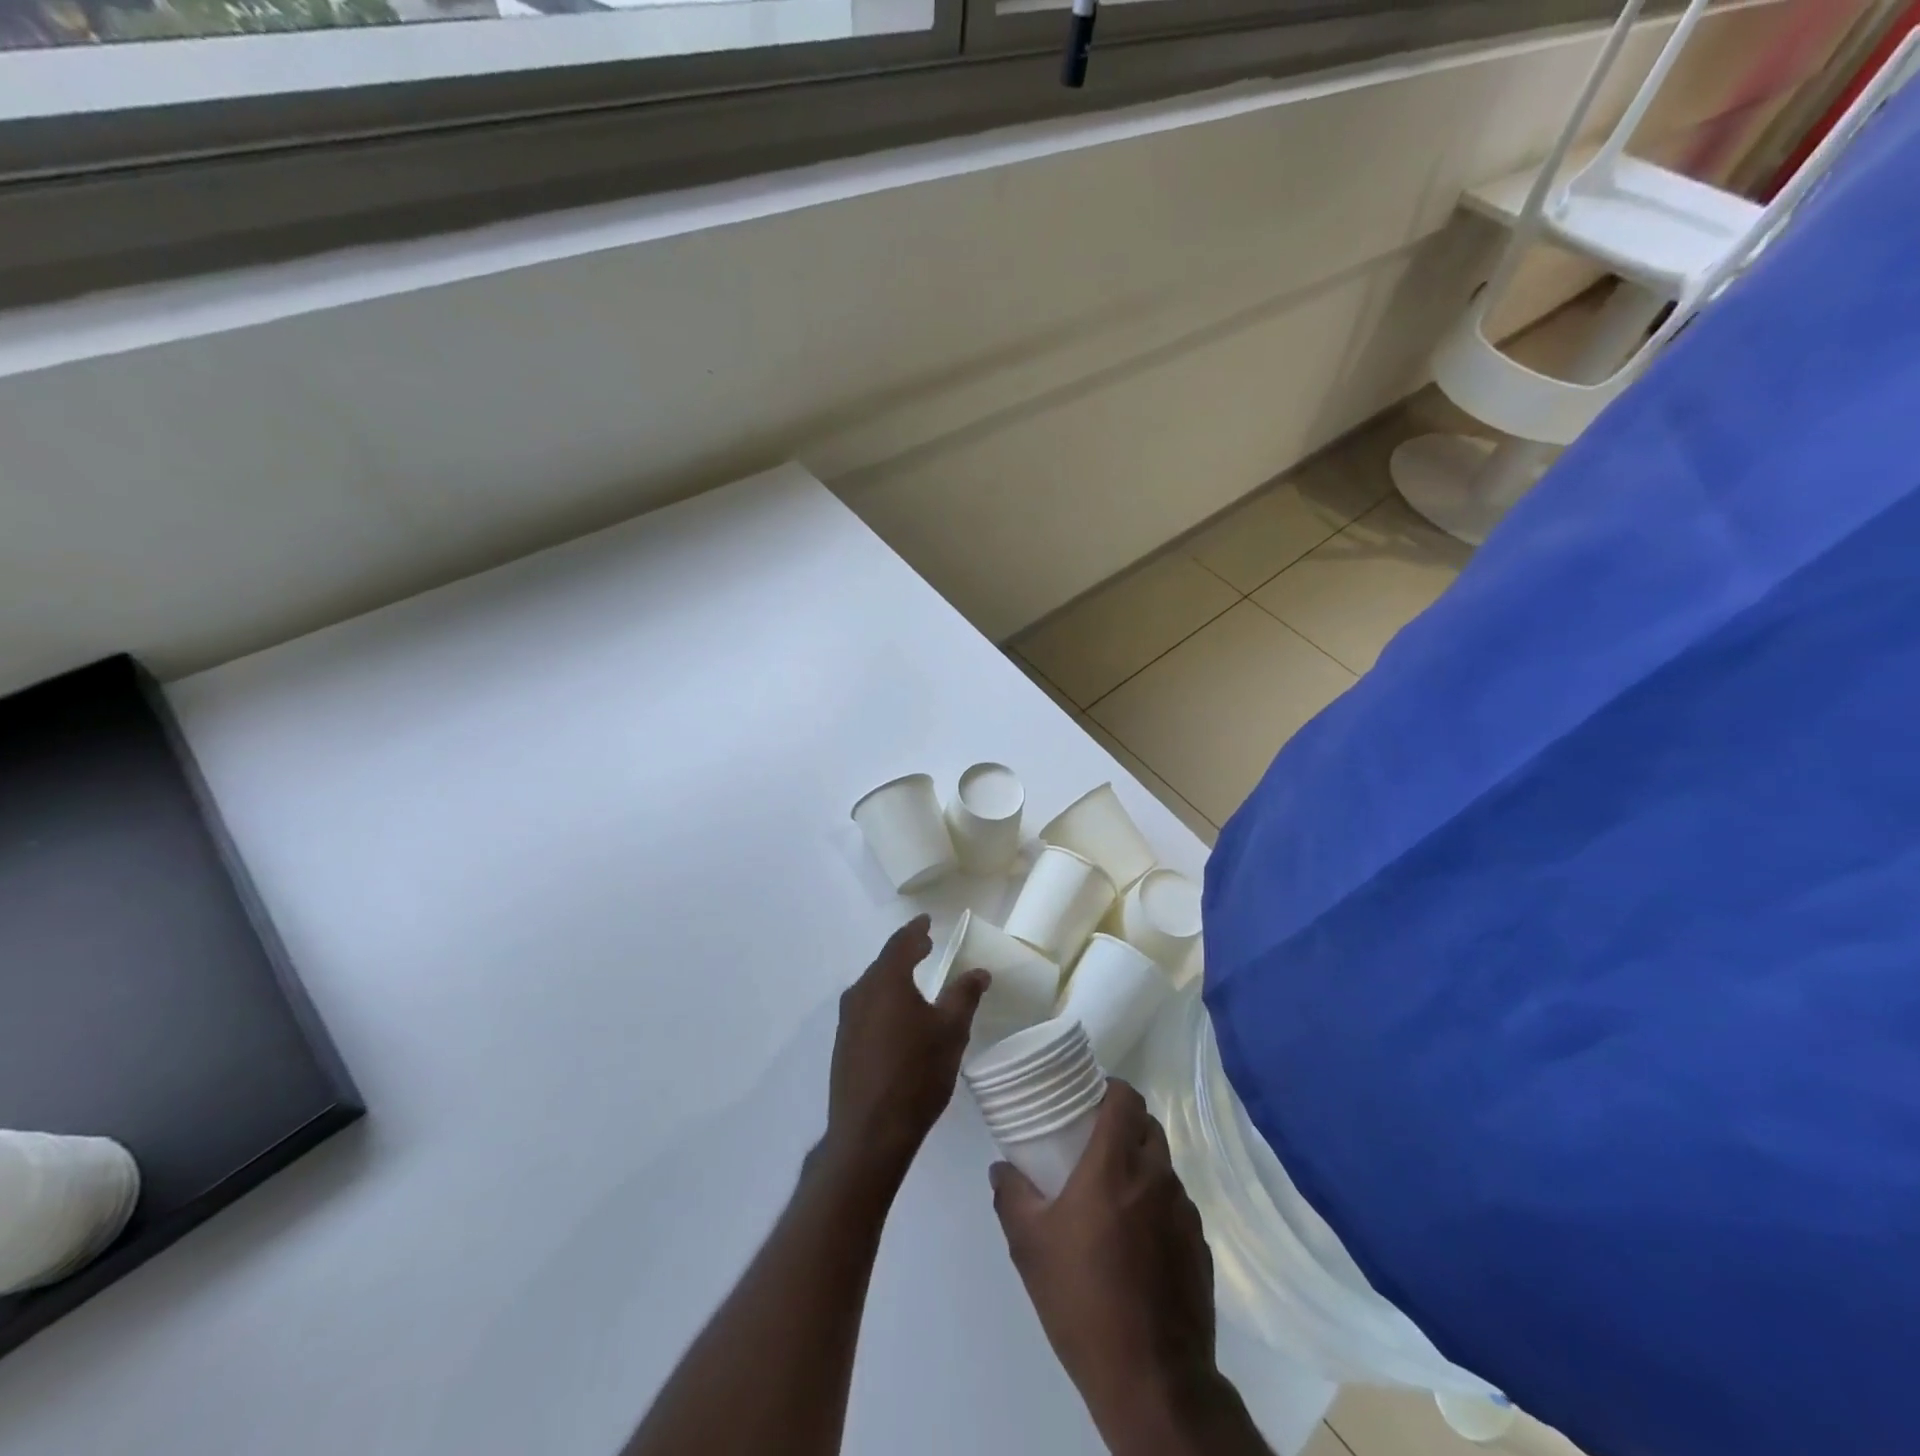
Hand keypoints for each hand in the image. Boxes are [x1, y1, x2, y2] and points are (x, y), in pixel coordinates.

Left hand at [820, 915, 988, 1191]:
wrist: (869, 1133)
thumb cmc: (916, 1073)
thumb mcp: (951, 1031)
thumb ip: (964, 995)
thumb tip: (979, 971)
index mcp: (886, 981)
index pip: (901, 943)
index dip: (916, 929)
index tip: (926, 920)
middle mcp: (861, 993)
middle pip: (884, 962)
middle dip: (906, 951)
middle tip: (925, 945)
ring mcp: (847, 1020)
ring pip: (873, 986)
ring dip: (894, 976)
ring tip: (914, 977)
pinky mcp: (843, 1045)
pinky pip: (866, 1008)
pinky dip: (884, 999)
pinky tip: (897, 1016)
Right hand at [991, 1081, 1224, 1447]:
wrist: (1153, 1381)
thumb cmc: (1083, 1300)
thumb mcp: (1029, 1246)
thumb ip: (1011, 1196)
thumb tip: (1001, 1168)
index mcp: (1115, 1165)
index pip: (1125, 1098)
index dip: (1109, 1089)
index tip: (1087, 1100)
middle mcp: (1156, 1177)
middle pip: (1148, 1126)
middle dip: (1124, 1124)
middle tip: (1094, 1144)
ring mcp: (1185, 1212)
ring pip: (1164, 1166)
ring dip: (1141, 1166)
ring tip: (1113, 1196)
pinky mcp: (1200, 1247)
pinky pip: (1177, 1206)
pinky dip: (1158, 1206)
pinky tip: (1137, 1242)